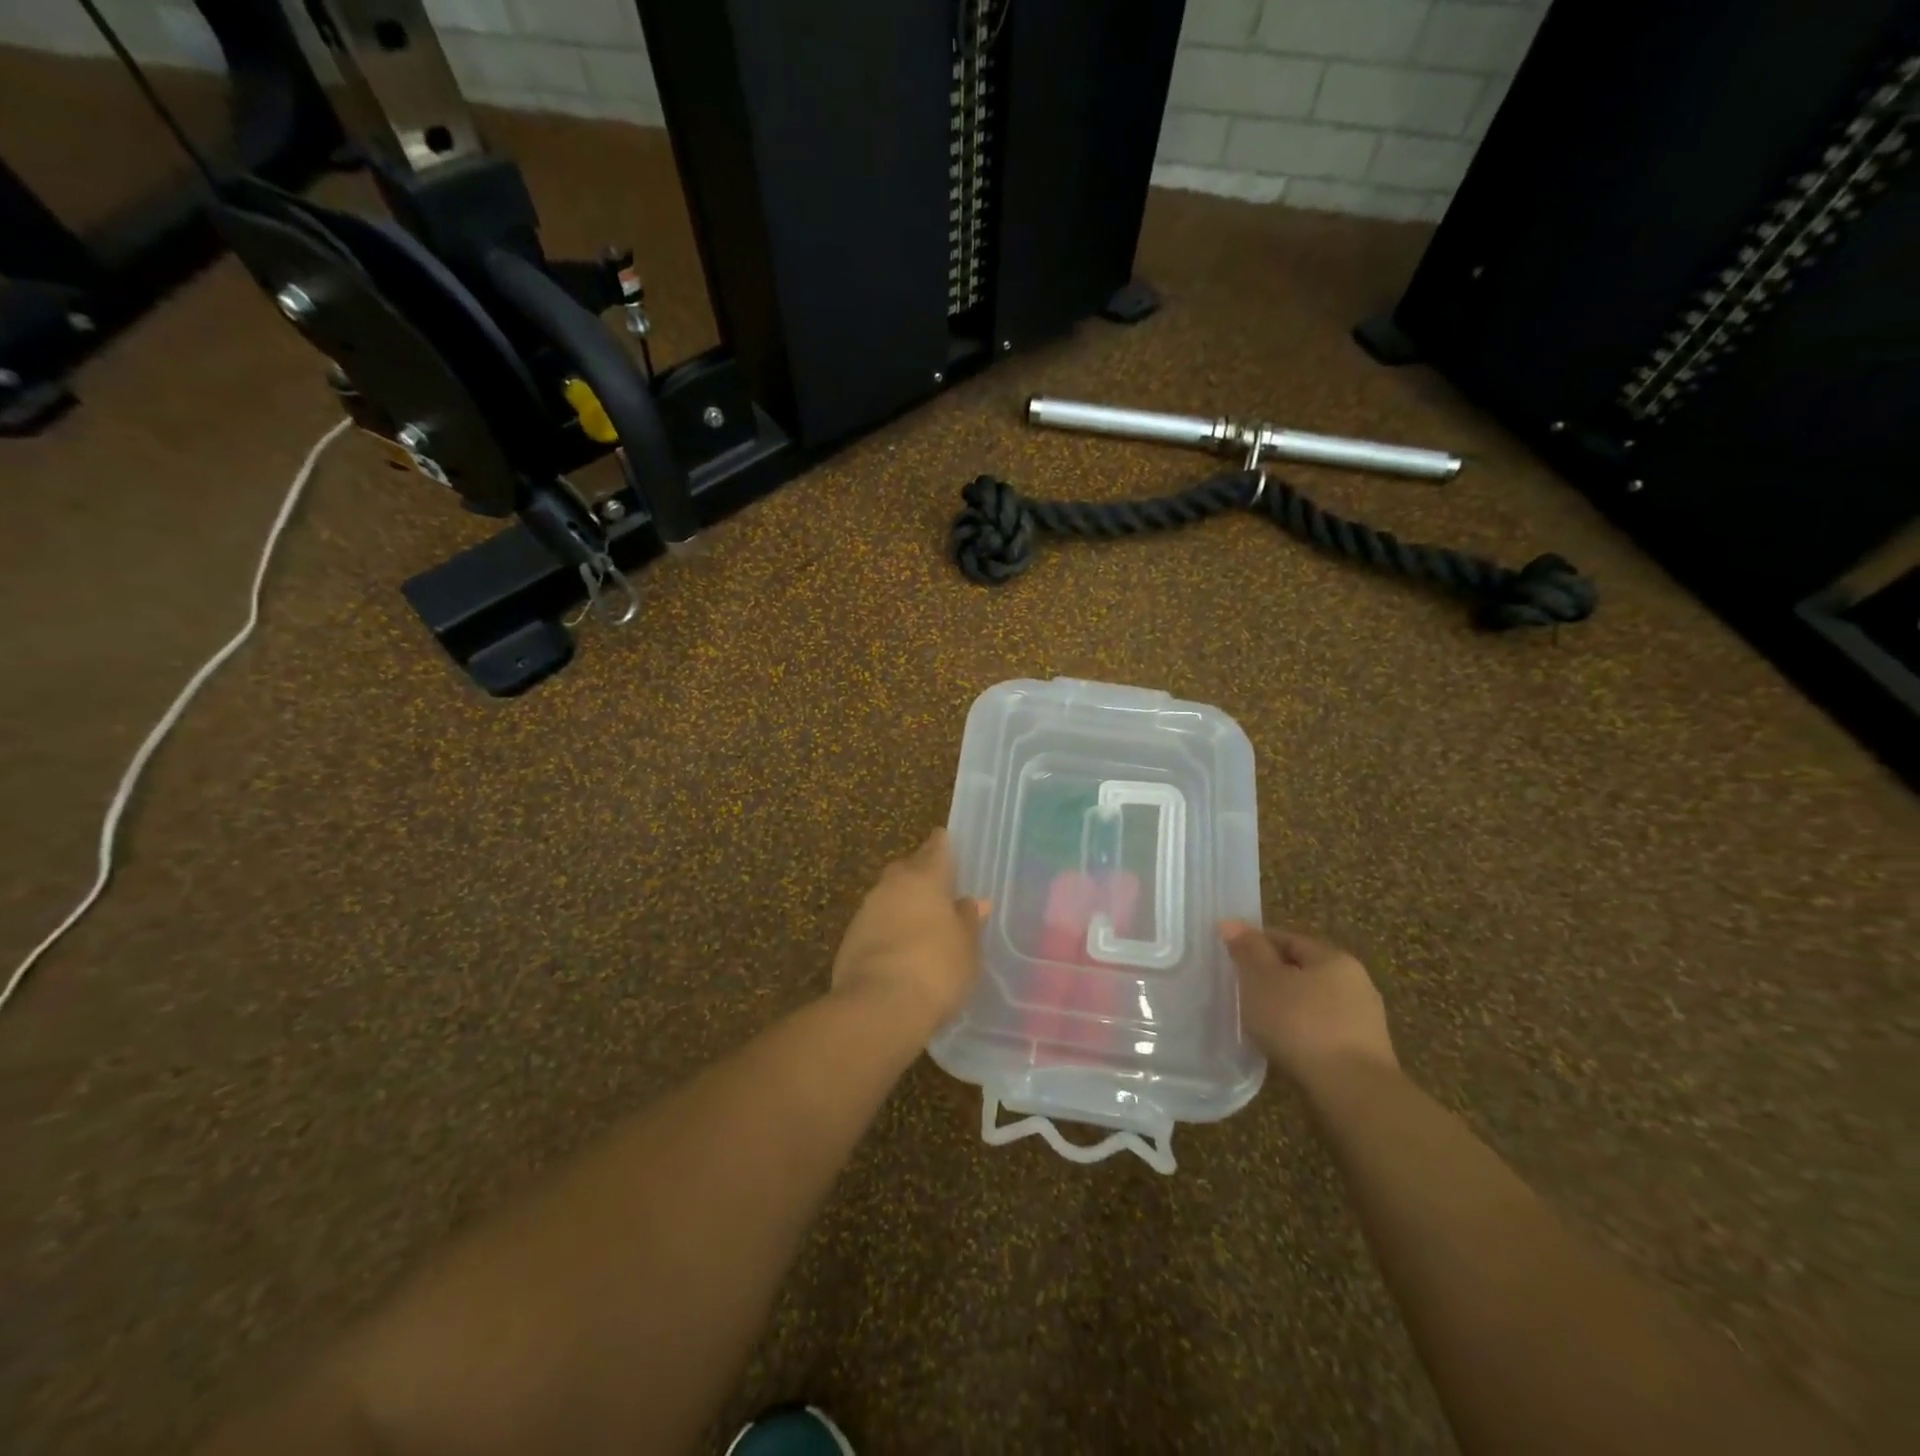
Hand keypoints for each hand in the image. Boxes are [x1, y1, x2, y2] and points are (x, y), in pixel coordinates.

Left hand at [832, 829, 987, 1032]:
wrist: (878, 1005)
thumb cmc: (936, 968)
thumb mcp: (967, 946)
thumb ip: (968, 920)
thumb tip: (972, 902)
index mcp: (924, 878)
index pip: (935, 849)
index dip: (942, 844)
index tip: (946, 839)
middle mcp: (892, 885)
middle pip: (906, 868)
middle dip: (919, 873)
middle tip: (936, 886)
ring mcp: (866, 911)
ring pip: (888, 896)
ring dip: (902, 903)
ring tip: (920, 921)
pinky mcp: (849, 939)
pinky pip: (875, 923)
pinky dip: (888, 928)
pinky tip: (900, 947)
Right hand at [1221, 922, 1397, 1090]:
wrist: (1352, 1093)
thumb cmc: (1301, 1024)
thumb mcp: (1262, 980)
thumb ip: (1247, 950)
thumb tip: (1230, 922)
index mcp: (1334, 958)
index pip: (1289, 939)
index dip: (1256, 943)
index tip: (1230, 957)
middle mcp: (1356, 984)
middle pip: (1304, 971)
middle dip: (1273, 977)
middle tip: (1240, 989)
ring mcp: (1364, 1022)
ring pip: (1314, 1004)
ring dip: (1287, 1008)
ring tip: (1257, 1021)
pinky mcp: (1363, 1056)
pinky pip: (1322, 1033)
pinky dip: (1301, 1034)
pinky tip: (1282, 1046)